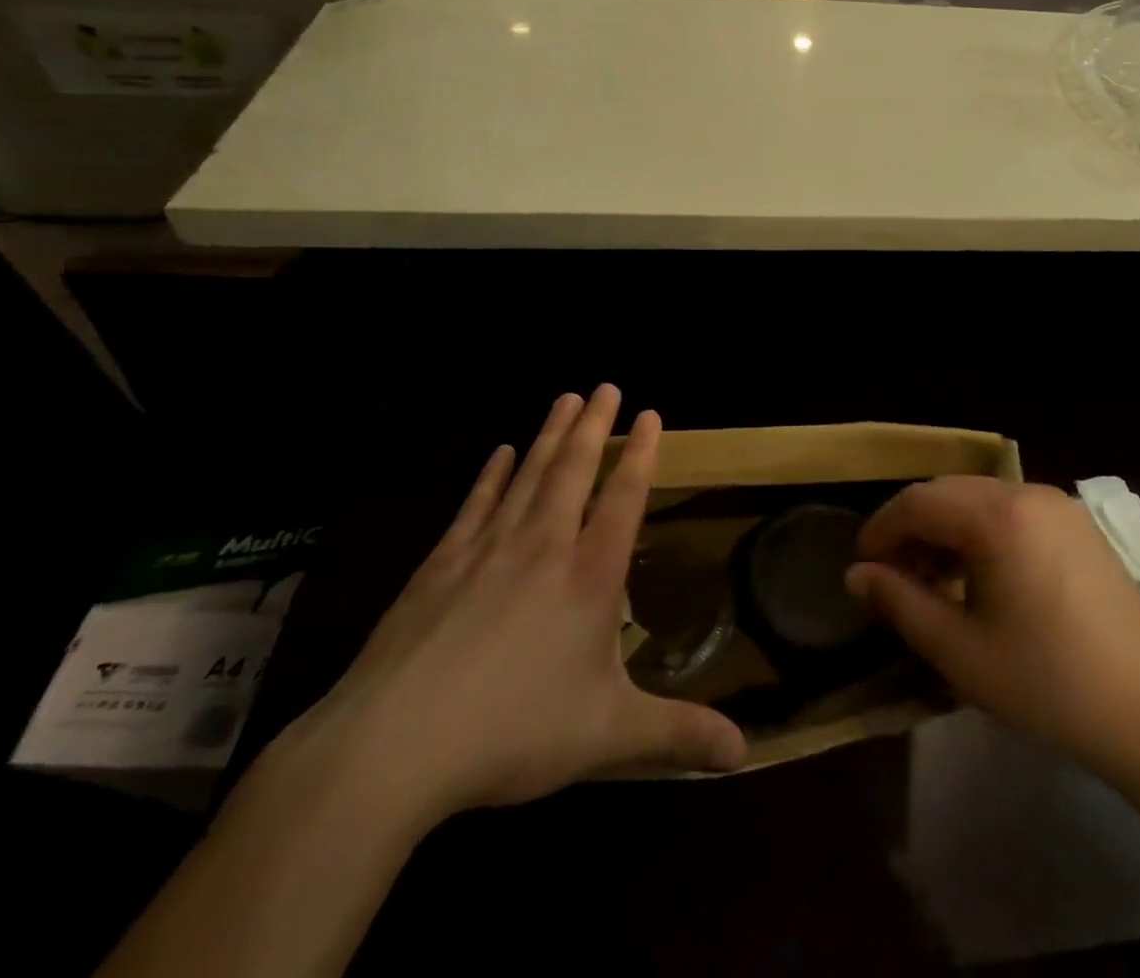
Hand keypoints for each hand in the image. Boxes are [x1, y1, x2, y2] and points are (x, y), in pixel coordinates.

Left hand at [281, 386, 744, 829]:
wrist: (394, 747)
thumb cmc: (513, 732)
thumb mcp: (608, 737)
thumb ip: (678, 736)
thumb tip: (745, 753)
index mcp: (590, 576)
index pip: (624, 497)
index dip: (640, 454)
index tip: (649, 413)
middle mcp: (544, 547)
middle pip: (575, 471)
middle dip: (594, 426)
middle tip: (605, 385)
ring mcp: (488, 550)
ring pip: (529, 477)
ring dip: (550, 435)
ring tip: (565, 398)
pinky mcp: (440, 566)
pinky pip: (475, 506)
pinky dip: (491, 476)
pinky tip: (499, 453)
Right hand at [846, 477, 1139, 782]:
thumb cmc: (1047, 683)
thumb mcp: (960, 650)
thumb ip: (901, 602)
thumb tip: (858, 574)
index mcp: (998, 515)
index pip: (918, 501)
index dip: (881, 529)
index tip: (862, 568)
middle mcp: (1028, 493)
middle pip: (950, 493)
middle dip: (913, 529)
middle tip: (893, 577)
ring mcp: (1060, 506)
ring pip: (982, 500)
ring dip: (948, 531)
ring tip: (932, 581)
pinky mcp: (1080, 527)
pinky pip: (1015, 513)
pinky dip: (984, 534)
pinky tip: (979, 579)